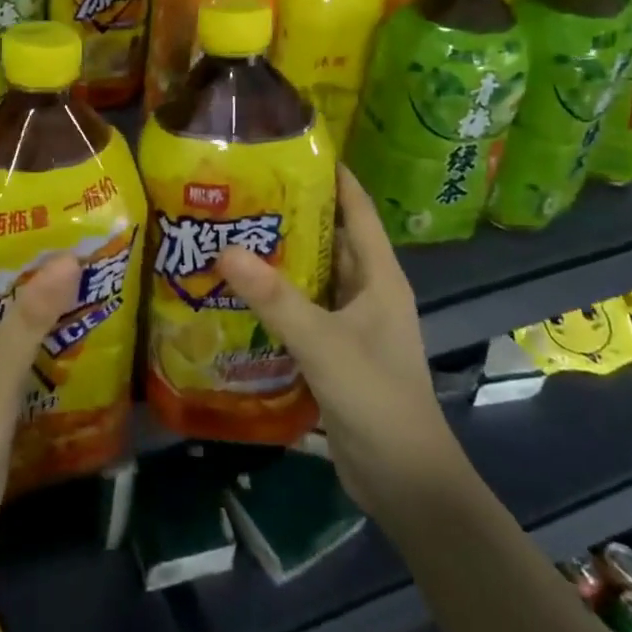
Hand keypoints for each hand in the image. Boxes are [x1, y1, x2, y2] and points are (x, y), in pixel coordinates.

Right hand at [216, 167, 465, 529]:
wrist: (405, 483)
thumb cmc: (377, 399)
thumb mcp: (324, 344)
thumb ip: (276, 298)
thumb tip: (225, 249)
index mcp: (379, 277)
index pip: (356, 210)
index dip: (332, 176)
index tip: (292, 148)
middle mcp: (367, 291)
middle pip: (328, 239)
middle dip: (290, 215)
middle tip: (239, 192)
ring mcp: (351, 323)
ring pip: (312, 276)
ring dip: (279, 258)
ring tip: (229, 233)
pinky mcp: (335, 351)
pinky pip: (303, 311)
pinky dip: (275, 298)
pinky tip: (237, 293)